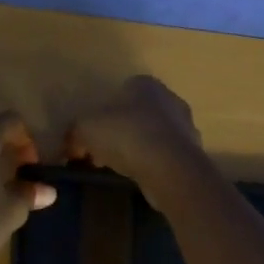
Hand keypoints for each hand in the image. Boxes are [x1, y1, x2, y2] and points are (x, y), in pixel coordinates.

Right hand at [65, 74, 207, 193]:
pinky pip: (165, 157)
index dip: (101, 115)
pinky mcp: (192, 153)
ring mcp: (185, 126)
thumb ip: (74, 133)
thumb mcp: (86, 129)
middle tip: (101, 156)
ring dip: (136, 150)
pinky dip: (152, 165)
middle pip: (135, 114)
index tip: (90, 138)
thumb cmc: (127, 136)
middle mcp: (169, 98)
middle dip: (117, 133)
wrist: (171, 169)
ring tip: (120, 170)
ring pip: (151, 136)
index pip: (119, 93)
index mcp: (145, 84)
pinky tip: (141, 179)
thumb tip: (71, 146)